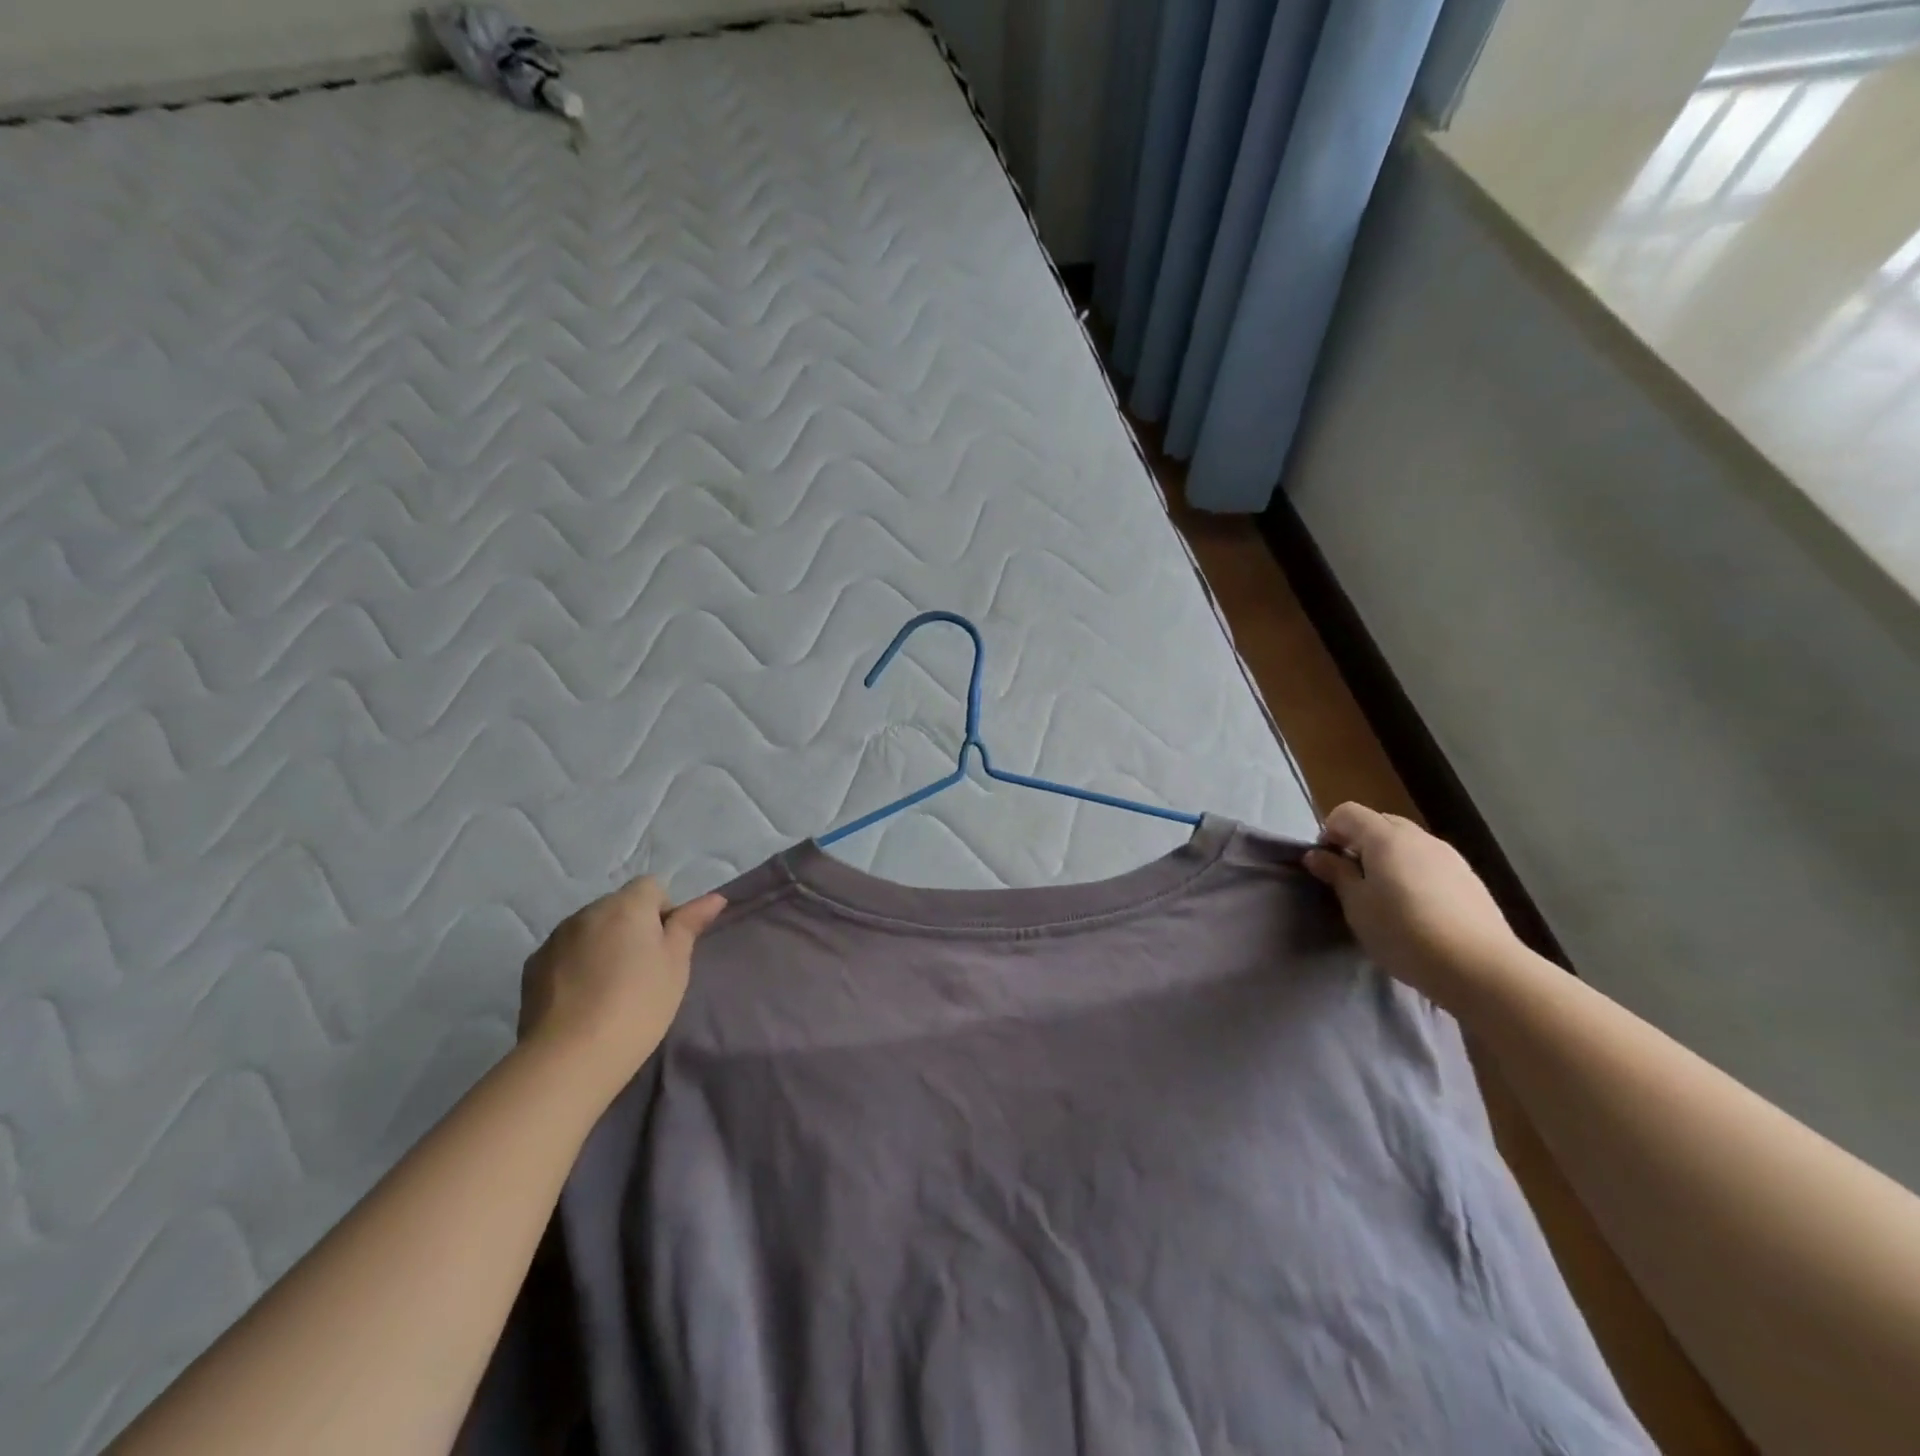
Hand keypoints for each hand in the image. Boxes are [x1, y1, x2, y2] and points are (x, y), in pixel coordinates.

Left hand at [518, 876, 726, 1091]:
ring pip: (590, 929)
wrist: (570, 1057)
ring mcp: (555, 938)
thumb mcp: (676, 965)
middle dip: (632, 928)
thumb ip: (690, 924)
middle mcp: (587, 912)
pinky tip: (582, 1000)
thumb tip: (714, 898)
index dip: (664, 912)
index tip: (666, 948)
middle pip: (619, 906)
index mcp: (627, 906)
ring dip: (603, 945)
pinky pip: (565, 953)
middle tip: (643, 970)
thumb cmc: (638, 1005)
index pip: (652, 886)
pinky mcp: (532, 966)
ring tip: (609, 988)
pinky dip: (576, 965)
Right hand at [1304, 803, 1525, 1009]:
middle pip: (1380, 823)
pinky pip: (1430, 863)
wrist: (1480, 968)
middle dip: (1359, 842)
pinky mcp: (1470, 879)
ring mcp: (1450, 857)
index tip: (1326, 863)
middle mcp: (1419, 837)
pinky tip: (1418, 909)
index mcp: (1386, 837)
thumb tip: (1316, 855)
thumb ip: (1336, 874)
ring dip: (1388, 858)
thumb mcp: (1357, 905)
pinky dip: (1414, 873)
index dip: (1330, 831)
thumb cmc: (1403, 932)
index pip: (1348, 812)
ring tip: (1385, 896)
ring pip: (1408, 844)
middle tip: (1352, 879)